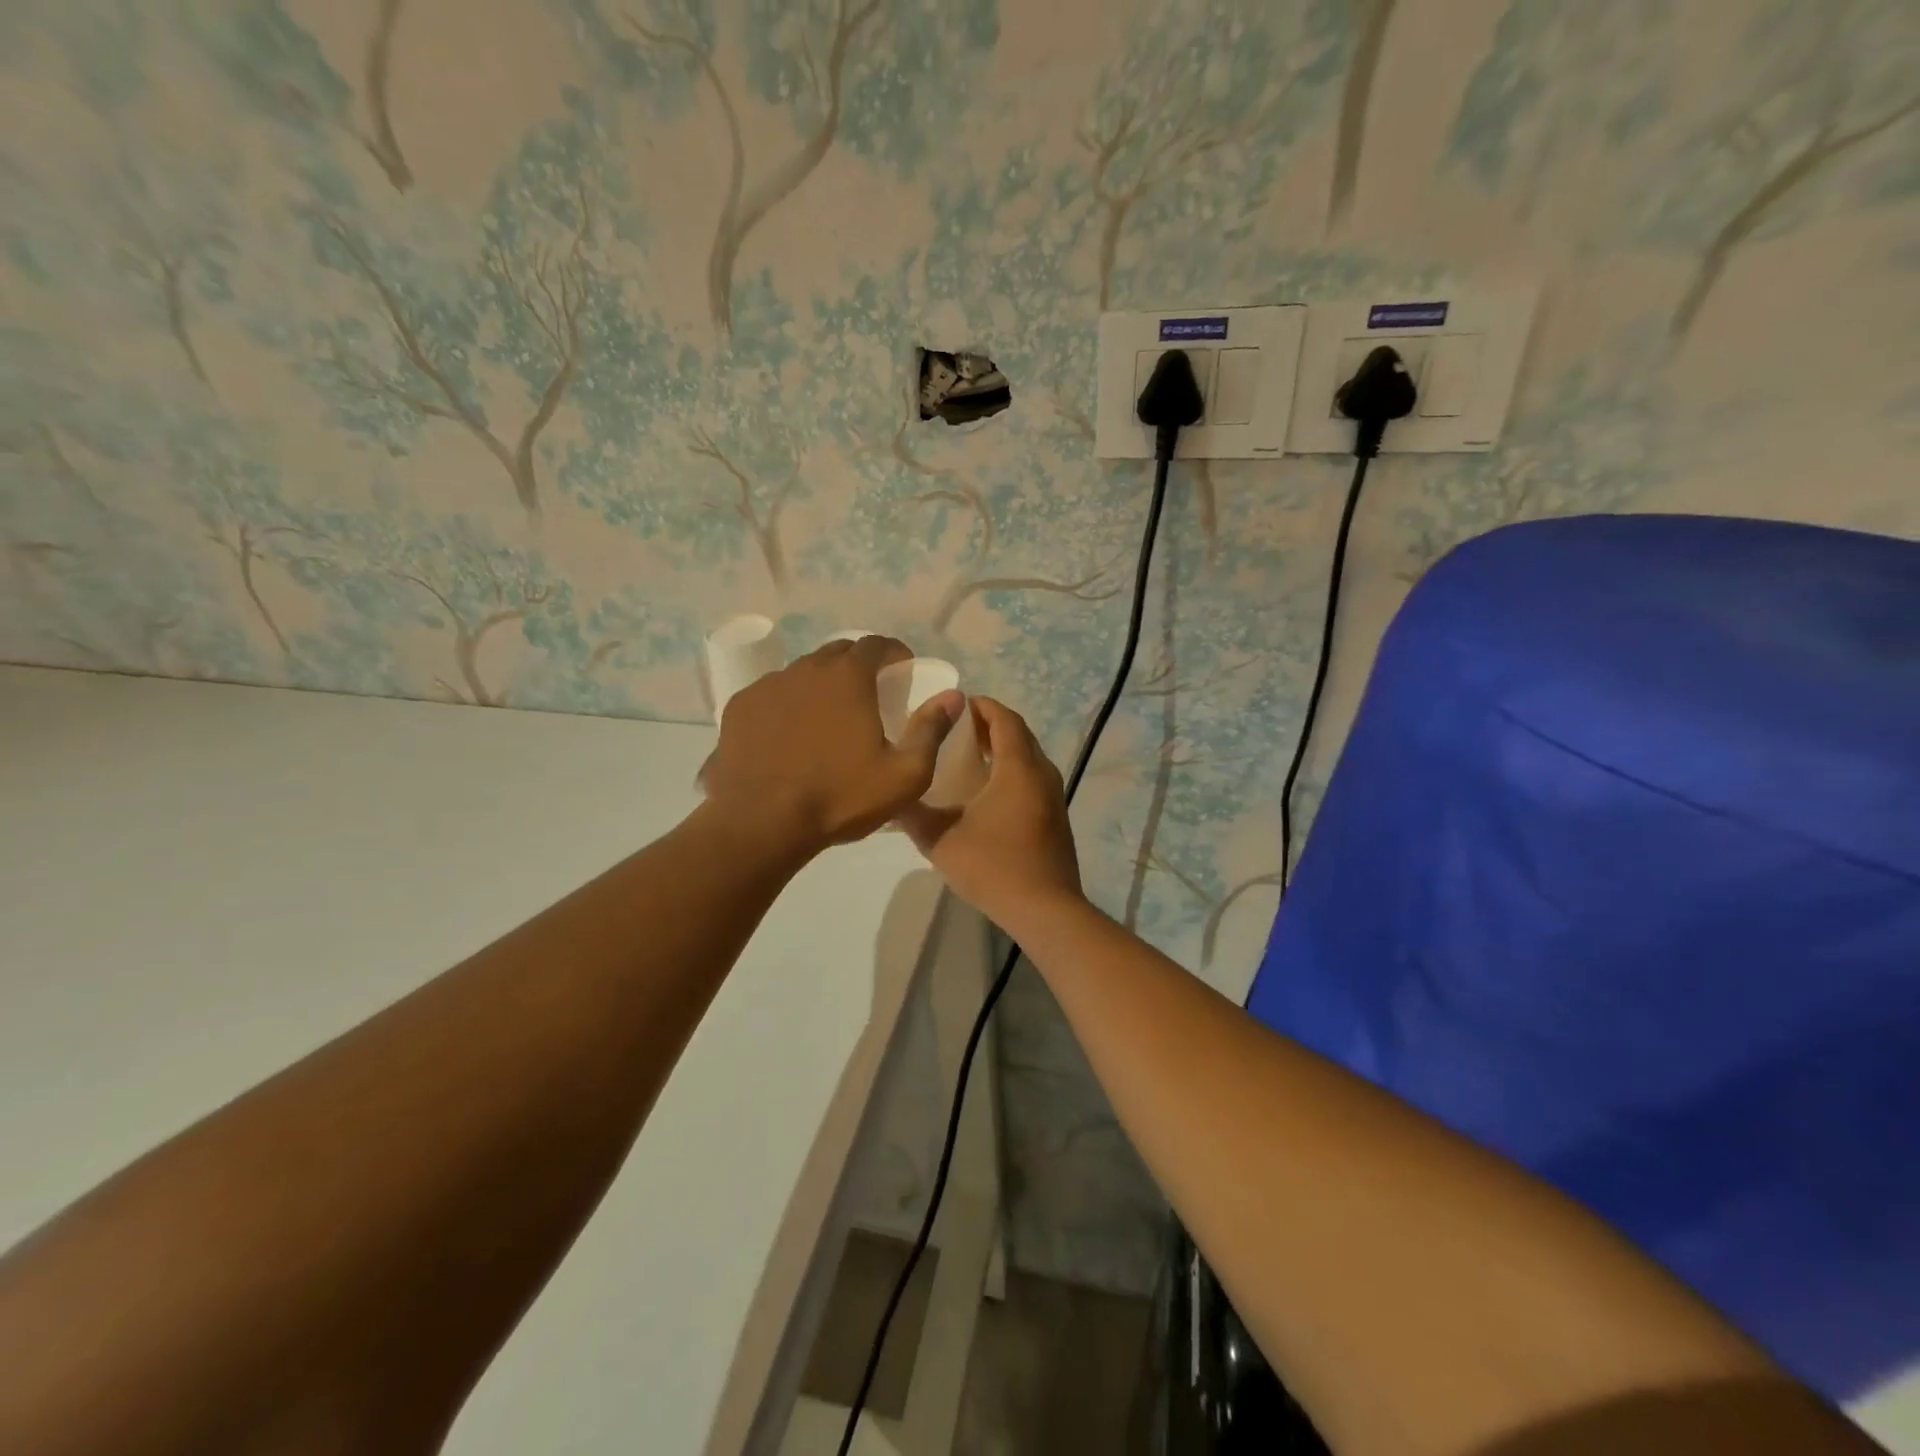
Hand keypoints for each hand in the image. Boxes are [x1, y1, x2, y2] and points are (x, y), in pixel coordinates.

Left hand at [702, 635, 961, 854]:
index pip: (876, 644)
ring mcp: (768, 686)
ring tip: (828, 717)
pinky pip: (772, 694)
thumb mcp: (905, 775)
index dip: (894, 652)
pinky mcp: (739, 708)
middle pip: (838, 652)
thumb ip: (931, 730)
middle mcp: (806, 669)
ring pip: (803, 673)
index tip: (902, 669)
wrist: (761, 823)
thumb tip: (954, 696)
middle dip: (858, 665)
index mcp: (848, 677)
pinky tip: (790, 734)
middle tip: (869, 694)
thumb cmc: (840, 797)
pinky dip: (788, 704)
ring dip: (821, 684)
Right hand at [896, 697, 1083, 932]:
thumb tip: (891, 796)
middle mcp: (1041, 774)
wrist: (1045, 910)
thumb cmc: (994, 867)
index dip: (981, 707)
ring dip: (1002, 749)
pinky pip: (1033, 778)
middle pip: (1018, 734)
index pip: (1004, 719)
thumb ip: (913, 814)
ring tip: (967, 757)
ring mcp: (1053, 796)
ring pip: (1028, 757)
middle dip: (989, 725)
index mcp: (1018, 768)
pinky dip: (1011, 771)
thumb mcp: (941, 841)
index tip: (955, 706)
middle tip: (955, 730)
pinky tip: (986, 793)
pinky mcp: (1055, 816)